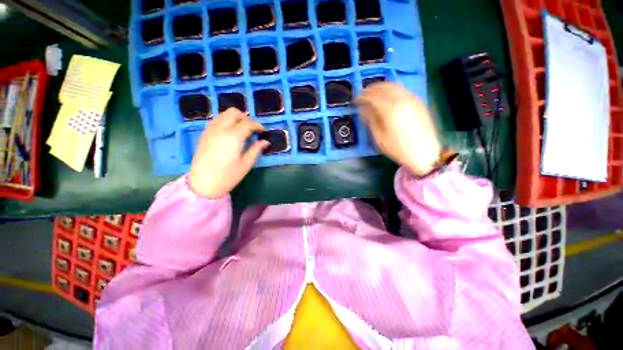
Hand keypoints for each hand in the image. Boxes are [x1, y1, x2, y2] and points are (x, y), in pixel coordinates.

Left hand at [189, 108, 268, 198]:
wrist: (203, 184)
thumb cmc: (228, 176)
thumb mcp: (246, 164)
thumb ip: (256, 149)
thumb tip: (265, 141)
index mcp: (233, 137)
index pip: (248, 123)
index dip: (258, 125)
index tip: (263, 131)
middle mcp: (221, 129)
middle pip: (234, 113)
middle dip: (246, 118)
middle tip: (252, 129)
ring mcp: (210, 130)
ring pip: (223, 114)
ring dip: (235, 118)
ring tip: (241, 130)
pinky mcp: (204, 134)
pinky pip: (216, 121)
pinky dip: (225, 122)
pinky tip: (229, 133)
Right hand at [356, 82, 441, 175]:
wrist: (424, 154)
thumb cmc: (397, 148)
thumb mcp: (379, 137)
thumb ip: (370, 120)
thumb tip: (362, 109)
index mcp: (390, 109)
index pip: (372, 96)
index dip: (362, 97)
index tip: (355, 100)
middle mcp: (402, 99)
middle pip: (384, 87)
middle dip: (371, 89)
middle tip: (363, 94)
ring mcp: (412, 99)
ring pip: (395, 86)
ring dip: (382, 87)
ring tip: (374, 93)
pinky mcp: (419, 102)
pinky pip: (403, 90)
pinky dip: (393, 89)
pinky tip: (388, 96)